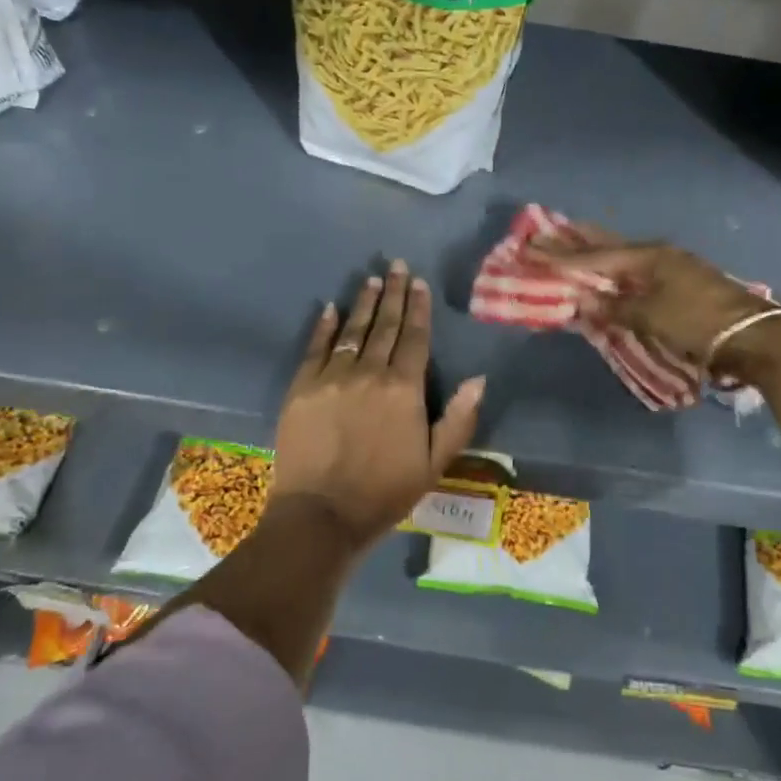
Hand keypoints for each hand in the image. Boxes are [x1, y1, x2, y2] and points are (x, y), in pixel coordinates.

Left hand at [271, 260, 485, 548]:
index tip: (418, 283)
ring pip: (352, 331)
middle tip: (396, 266)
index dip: (418, 308)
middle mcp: (370, 373)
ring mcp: (332, 377)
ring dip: (363, 303)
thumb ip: (458, 419)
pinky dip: (324, 327)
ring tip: (371, 279)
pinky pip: (315, 348)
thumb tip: (479, 379)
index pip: (415, 338)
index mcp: (404, 389)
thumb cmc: (385, 492)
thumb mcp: (435, 463)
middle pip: (384, 326)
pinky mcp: (301, 387)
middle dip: (392, 294)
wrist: (322, 514)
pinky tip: (329, 308)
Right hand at [530, 238, 780, 373]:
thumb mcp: (651, 317)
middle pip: (610, 247)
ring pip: (624, 258)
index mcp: (648, 257)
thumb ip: (615, 307)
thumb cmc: (698, 323)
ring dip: (598, 254)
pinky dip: (616, 272)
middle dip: (579, 242)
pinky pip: (637, 273)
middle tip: (549, 230)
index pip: (595, 255)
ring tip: (573, 244)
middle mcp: (658, 256)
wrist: (753, 338)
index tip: (533, 246)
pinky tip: (610, 274)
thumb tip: (585, 299)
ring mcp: (672, 269)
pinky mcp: (681, 285)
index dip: (562, 255)